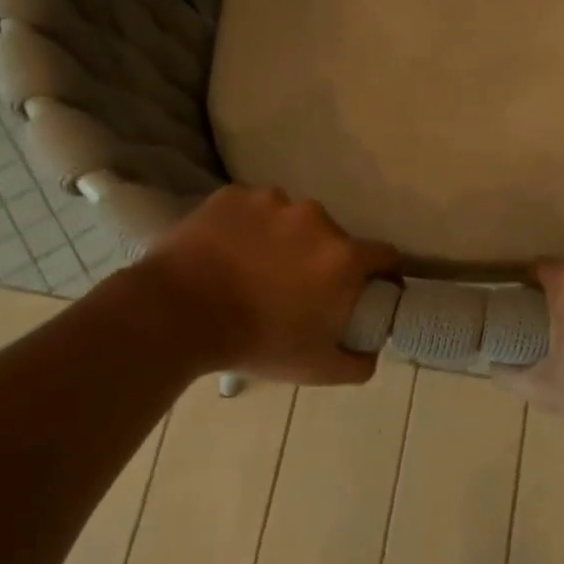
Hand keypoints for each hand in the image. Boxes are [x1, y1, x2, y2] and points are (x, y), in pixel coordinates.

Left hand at [133, 186, 399, 384]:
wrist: (177, 314)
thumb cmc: (256, 342)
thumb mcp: (317, 368)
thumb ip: (359, 362)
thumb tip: (372, 351)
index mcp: (343, 256)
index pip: (385, 256)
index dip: (383, 274)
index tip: (369, 290)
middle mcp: (315, 218)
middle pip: (334, 238)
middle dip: (323, 260)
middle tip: (296, 288)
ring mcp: (271, 201)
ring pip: (291, 220)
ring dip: (284, 240)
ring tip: (254, 269)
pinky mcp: (232, 195)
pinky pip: (251, 210)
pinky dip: (247, 227)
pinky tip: (227, 253)